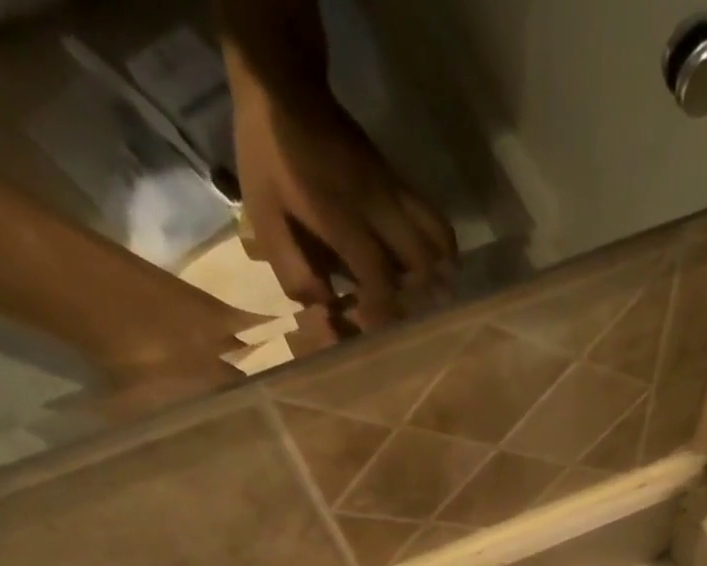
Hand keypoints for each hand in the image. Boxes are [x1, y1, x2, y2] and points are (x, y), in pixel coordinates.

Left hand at [226, 44, 455, 322]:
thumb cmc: (270, 157)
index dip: (383, 313)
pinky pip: (437, 226)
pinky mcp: (403, 185)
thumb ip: (293, 268)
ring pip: (440, 243)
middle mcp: (379, 206)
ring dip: (439, 278)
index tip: (378, 336)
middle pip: (422, 264)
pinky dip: (442, 255)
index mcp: (340, 215)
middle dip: (418, 301)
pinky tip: (431, 273)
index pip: (379, 275)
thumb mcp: (264, 215)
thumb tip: (326, 308)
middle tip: (406, 322)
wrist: (286, 89)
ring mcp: (396, 193)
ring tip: (428, 302)